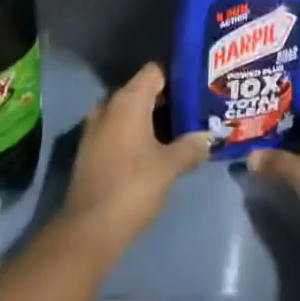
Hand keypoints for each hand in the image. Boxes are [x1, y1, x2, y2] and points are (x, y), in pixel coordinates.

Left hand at [61, 63, 208, 247]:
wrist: (89, 229)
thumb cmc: (133, 187)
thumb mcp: (169, 166)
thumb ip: (191, 146)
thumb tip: (210, 137)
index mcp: (127, 100)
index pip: (155, 71)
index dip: (177, 76)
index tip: (197, 89)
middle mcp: (109, 106)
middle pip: (143, 90)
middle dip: (168, 100)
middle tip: (195, 111)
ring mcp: (96, 127)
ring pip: (130, 112)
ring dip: (153, 119)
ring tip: (181, 131)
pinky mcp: (91, 149)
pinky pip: (119, 129)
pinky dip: (137, 133)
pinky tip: (156, 150)